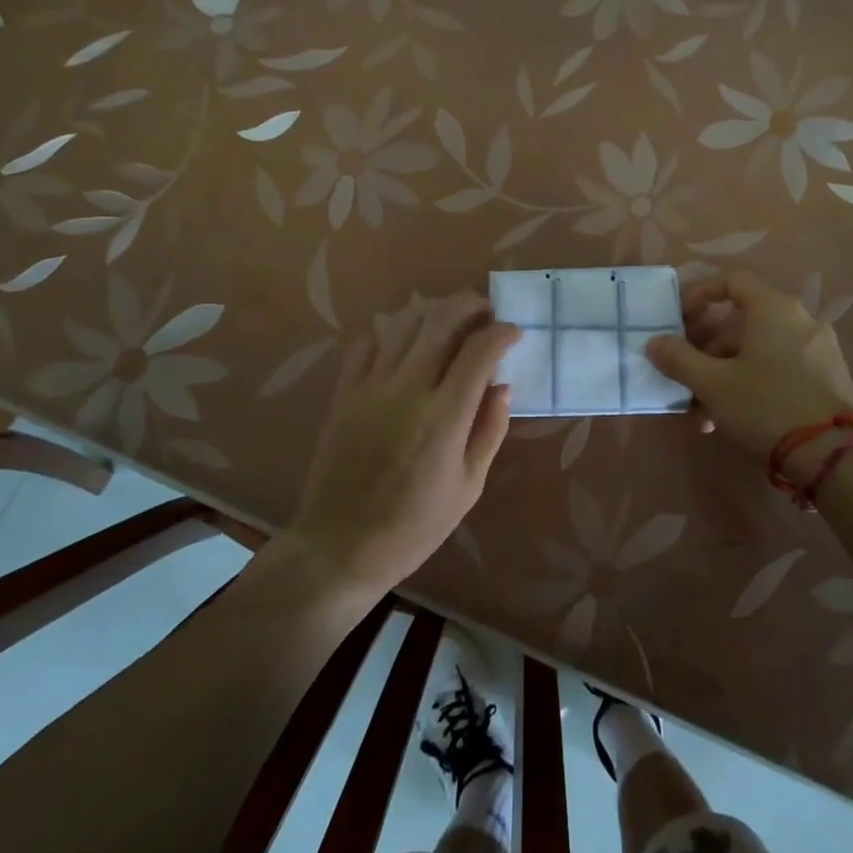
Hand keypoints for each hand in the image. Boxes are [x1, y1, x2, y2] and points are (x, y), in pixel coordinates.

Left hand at [287, 294, 519, 596]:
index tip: (513, 332)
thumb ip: (489, 431)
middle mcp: (407, 389)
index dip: (501, 332)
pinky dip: (390, 332)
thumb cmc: (414, 526)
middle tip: (485, 310)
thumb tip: (502, 387)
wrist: (339, 546)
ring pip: (403, 323)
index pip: (479, 351)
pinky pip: (366, 344)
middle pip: (440, 321)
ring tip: (449, 319)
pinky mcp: (343, 393)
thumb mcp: (468, 487)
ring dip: (432, 311)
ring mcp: (370, 387)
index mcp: (445, 417)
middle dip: (469, 305)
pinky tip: (403, 342)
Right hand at [645, 270, 852, 460]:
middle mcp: (802, 320)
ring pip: (760, 351)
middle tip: (685, 373)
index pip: (732, 281)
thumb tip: (654, 343)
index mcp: (775, 309)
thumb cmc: (766, 406)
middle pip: (744, 321)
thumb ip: (679, 359)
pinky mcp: (830, 380)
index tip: (678, 321)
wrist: (833, 456)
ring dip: (726, 373)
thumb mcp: (713, 384)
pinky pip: (781, 369)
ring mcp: (821, 351)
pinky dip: (753, 383)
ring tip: (702, 412)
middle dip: (707, 348)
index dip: (699, 295)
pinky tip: (733, 420)